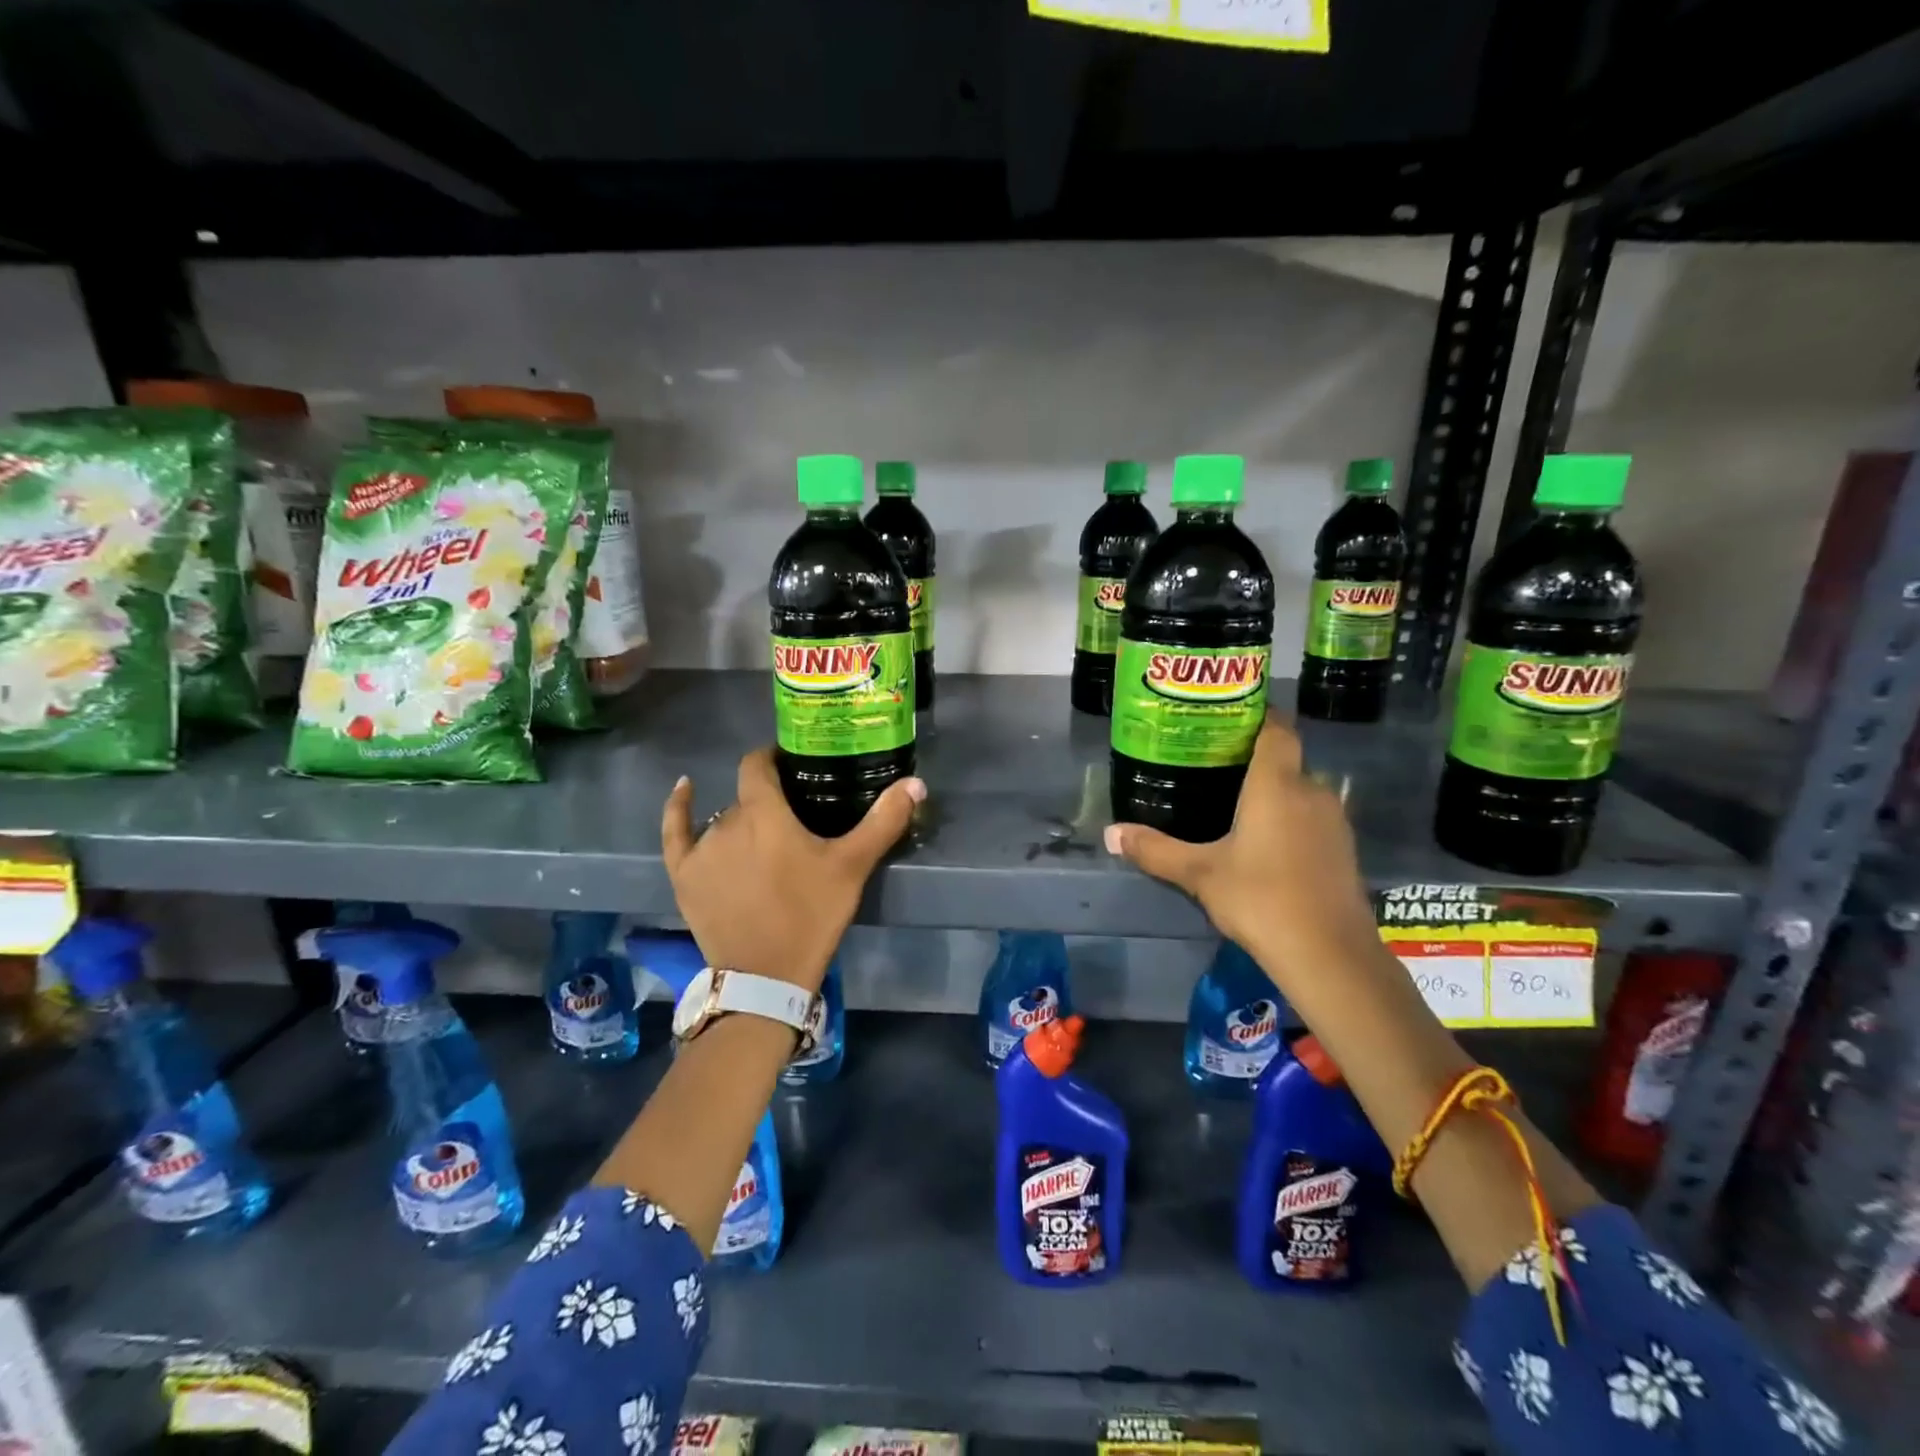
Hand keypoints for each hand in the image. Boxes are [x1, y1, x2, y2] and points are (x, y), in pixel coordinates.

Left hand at [661, 747, 924, 992]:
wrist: (766, 977)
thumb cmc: (811, 915)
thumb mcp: (852, 867)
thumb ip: (883, 821)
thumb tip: (915, 783)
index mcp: (764, 812)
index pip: (758, 764)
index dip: (773, 758)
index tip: (793, 764)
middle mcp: (727, 821)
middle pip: (747, 798)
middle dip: (769, 802)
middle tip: (795, 819)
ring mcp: (701, 849)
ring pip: (723, 819)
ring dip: (743, 822)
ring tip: (765, 840)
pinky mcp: (684, 875)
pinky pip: (675, 832)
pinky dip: (678, 808)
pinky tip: (685, 788)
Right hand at [1103, 717, 1379, 992]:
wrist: (1329, 955)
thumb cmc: (1260, 899)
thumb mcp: (1199, 874)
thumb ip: (1155, 850)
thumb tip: (1111, 834)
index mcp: (1277, 784)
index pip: (1276, 728)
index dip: (1256, 716)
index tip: (1226, 719)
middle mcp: (1311, 791)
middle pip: (1285, 760)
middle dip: (1253, 761)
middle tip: (1212, 767)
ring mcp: (1333, 822)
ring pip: (1299, 791)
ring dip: (1272, 794)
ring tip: (1232, 805)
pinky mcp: (1343, 850)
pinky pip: (1311, 818)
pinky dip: (1289, 819)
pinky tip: (1263, 844)